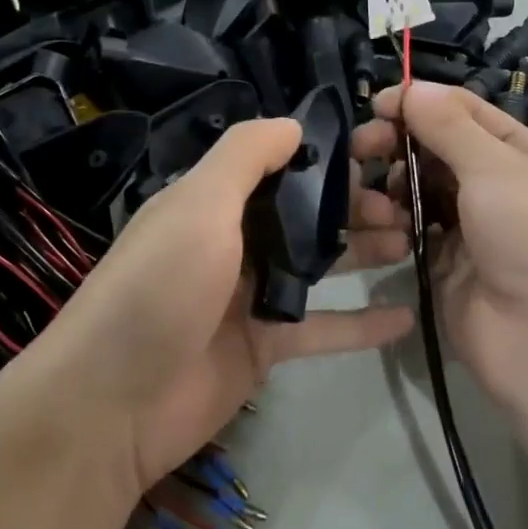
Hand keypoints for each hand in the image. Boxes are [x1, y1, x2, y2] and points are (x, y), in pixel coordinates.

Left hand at [36, 117, 413, 496]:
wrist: (114, 404)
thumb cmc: (159, 288)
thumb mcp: (198, 205)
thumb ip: (245, 157)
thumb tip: (294, 124)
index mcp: (212, 202)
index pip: (277, 166)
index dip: (325, 157)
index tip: (377, 151)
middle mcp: (232, 242)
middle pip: (304, 215)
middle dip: (353, 206)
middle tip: (404, 205)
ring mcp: (250, 296)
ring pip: (318, 266)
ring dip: (363, 253)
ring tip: (413, 243)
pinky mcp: (264, 346)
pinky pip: (322, 328)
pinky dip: (361, 325)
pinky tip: (407, 317)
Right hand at [352, 82, 527, 418]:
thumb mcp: (497, 168)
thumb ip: (450, 126)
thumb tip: (413, 89)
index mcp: (525, 157)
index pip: (469, 114)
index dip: (424, 103)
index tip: (378, 104)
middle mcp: (500, 189)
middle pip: (441, 151)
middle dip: (402, 142)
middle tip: (362, 147)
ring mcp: (473, 230)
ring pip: (423, 190)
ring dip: (395, 183)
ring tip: (370, 189)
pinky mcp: (447, 267)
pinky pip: (415, 231)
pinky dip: (396, 221)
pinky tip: (379, 220)